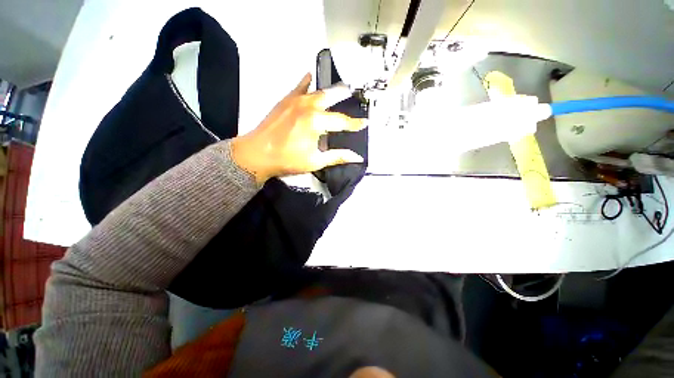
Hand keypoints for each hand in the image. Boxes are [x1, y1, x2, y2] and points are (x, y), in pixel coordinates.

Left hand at [231, 73, 365, 184]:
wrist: (257, 154)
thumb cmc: (287, 159)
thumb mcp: (315, 161)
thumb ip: (337, 157)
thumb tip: (356, 157)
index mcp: (316, 122)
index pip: (341, 122)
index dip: (354, 124)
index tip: (364, 123)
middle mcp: (308, 107)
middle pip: (331, 97)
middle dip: (343, 95)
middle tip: (353, 92)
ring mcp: (295, 101)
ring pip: (317, 90)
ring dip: (329, 88)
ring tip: (338, 86)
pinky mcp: (285, 101)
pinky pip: (298, 87)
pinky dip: (306, 82)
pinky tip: (309, 75)